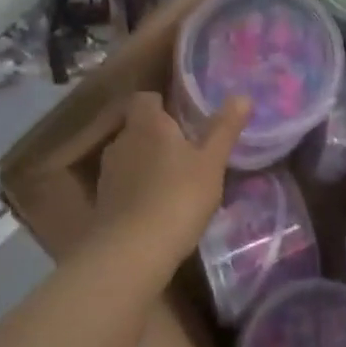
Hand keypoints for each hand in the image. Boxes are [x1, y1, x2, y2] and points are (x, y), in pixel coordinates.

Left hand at [94, 91, 248, 266]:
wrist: (132, 251)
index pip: (146, 98)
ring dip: (147, 161)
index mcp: (147, 123)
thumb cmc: (178, 197)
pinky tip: (157, 204)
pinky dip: (138, 186)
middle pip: (137, 126)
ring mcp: (108, 171)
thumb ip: (225, 128)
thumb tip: (242, 95)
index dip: (163, 103)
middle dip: (158, 133)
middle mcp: (122, 140)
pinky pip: (124, 182)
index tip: (184, 116)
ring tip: (174, 177)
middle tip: (187, 148)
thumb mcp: (212, 162)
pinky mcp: (103, 200)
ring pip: (130, 155)